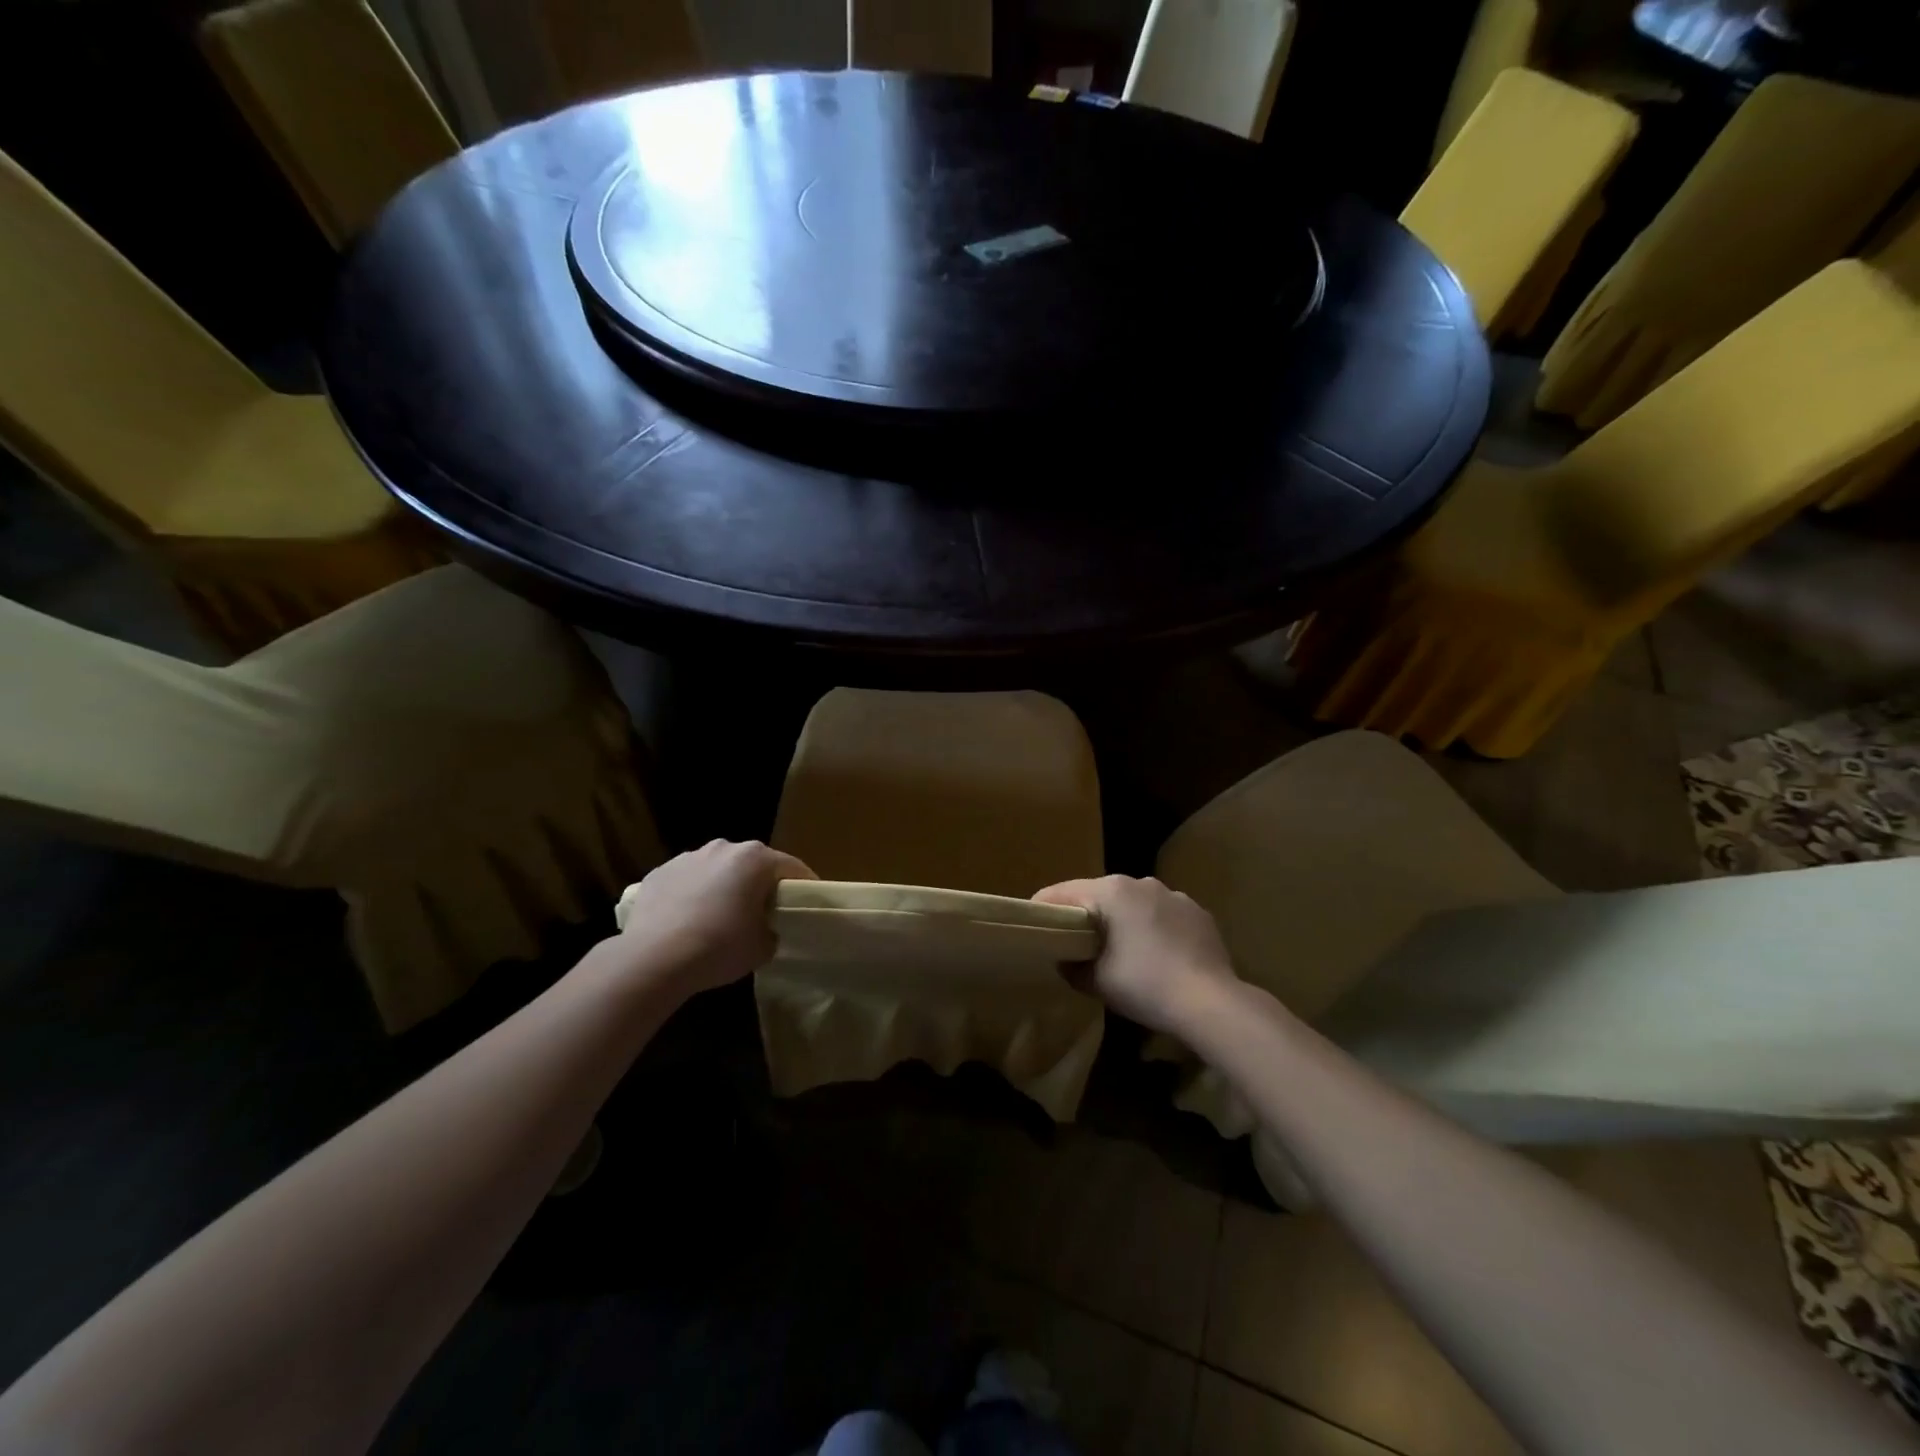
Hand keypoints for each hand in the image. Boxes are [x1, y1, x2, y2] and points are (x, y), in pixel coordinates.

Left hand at [608, 841, 814, 996]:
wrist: (654, 959)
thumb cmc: (720, 947)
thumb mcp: (762, 947)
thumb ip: (771, 930)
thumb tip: (764, 929)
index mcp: (756, 859)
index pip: (792, 867)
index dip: (803, 886)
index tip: (806, 905)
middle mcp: (723, 847)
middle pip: (752, 864)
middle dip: (759, 884)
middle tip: (763, 913)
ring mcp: (688, 857)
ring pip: (717, 870)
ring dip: (723, 887)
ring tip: (719, 919)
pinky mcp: (659, 873)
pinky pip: (687, 881)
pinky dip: (692, 895)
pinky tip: (687, 922)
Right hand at [1033, 876, 1239, 1035]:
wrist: (1210, 1003)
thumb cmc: (1144, 985)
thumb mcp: (1096, 981)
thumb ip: (1071, 966)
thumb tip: (1066, 959)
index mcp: (1111, 891)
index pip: (1062, 891)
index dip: (1044, 908)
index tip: (1035, 928)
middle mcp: (1141, 882)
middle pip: (1100, 894)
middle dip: (1087, 916)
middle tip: (1076, 944)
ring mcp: (1174, 895)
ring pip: (1135, 903)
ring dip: (1123, 921)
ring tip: (1122, 952)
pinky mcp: (1198, 912)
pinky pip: (1164, 916)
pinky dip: (1154, 929)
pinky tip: (1159, 957)